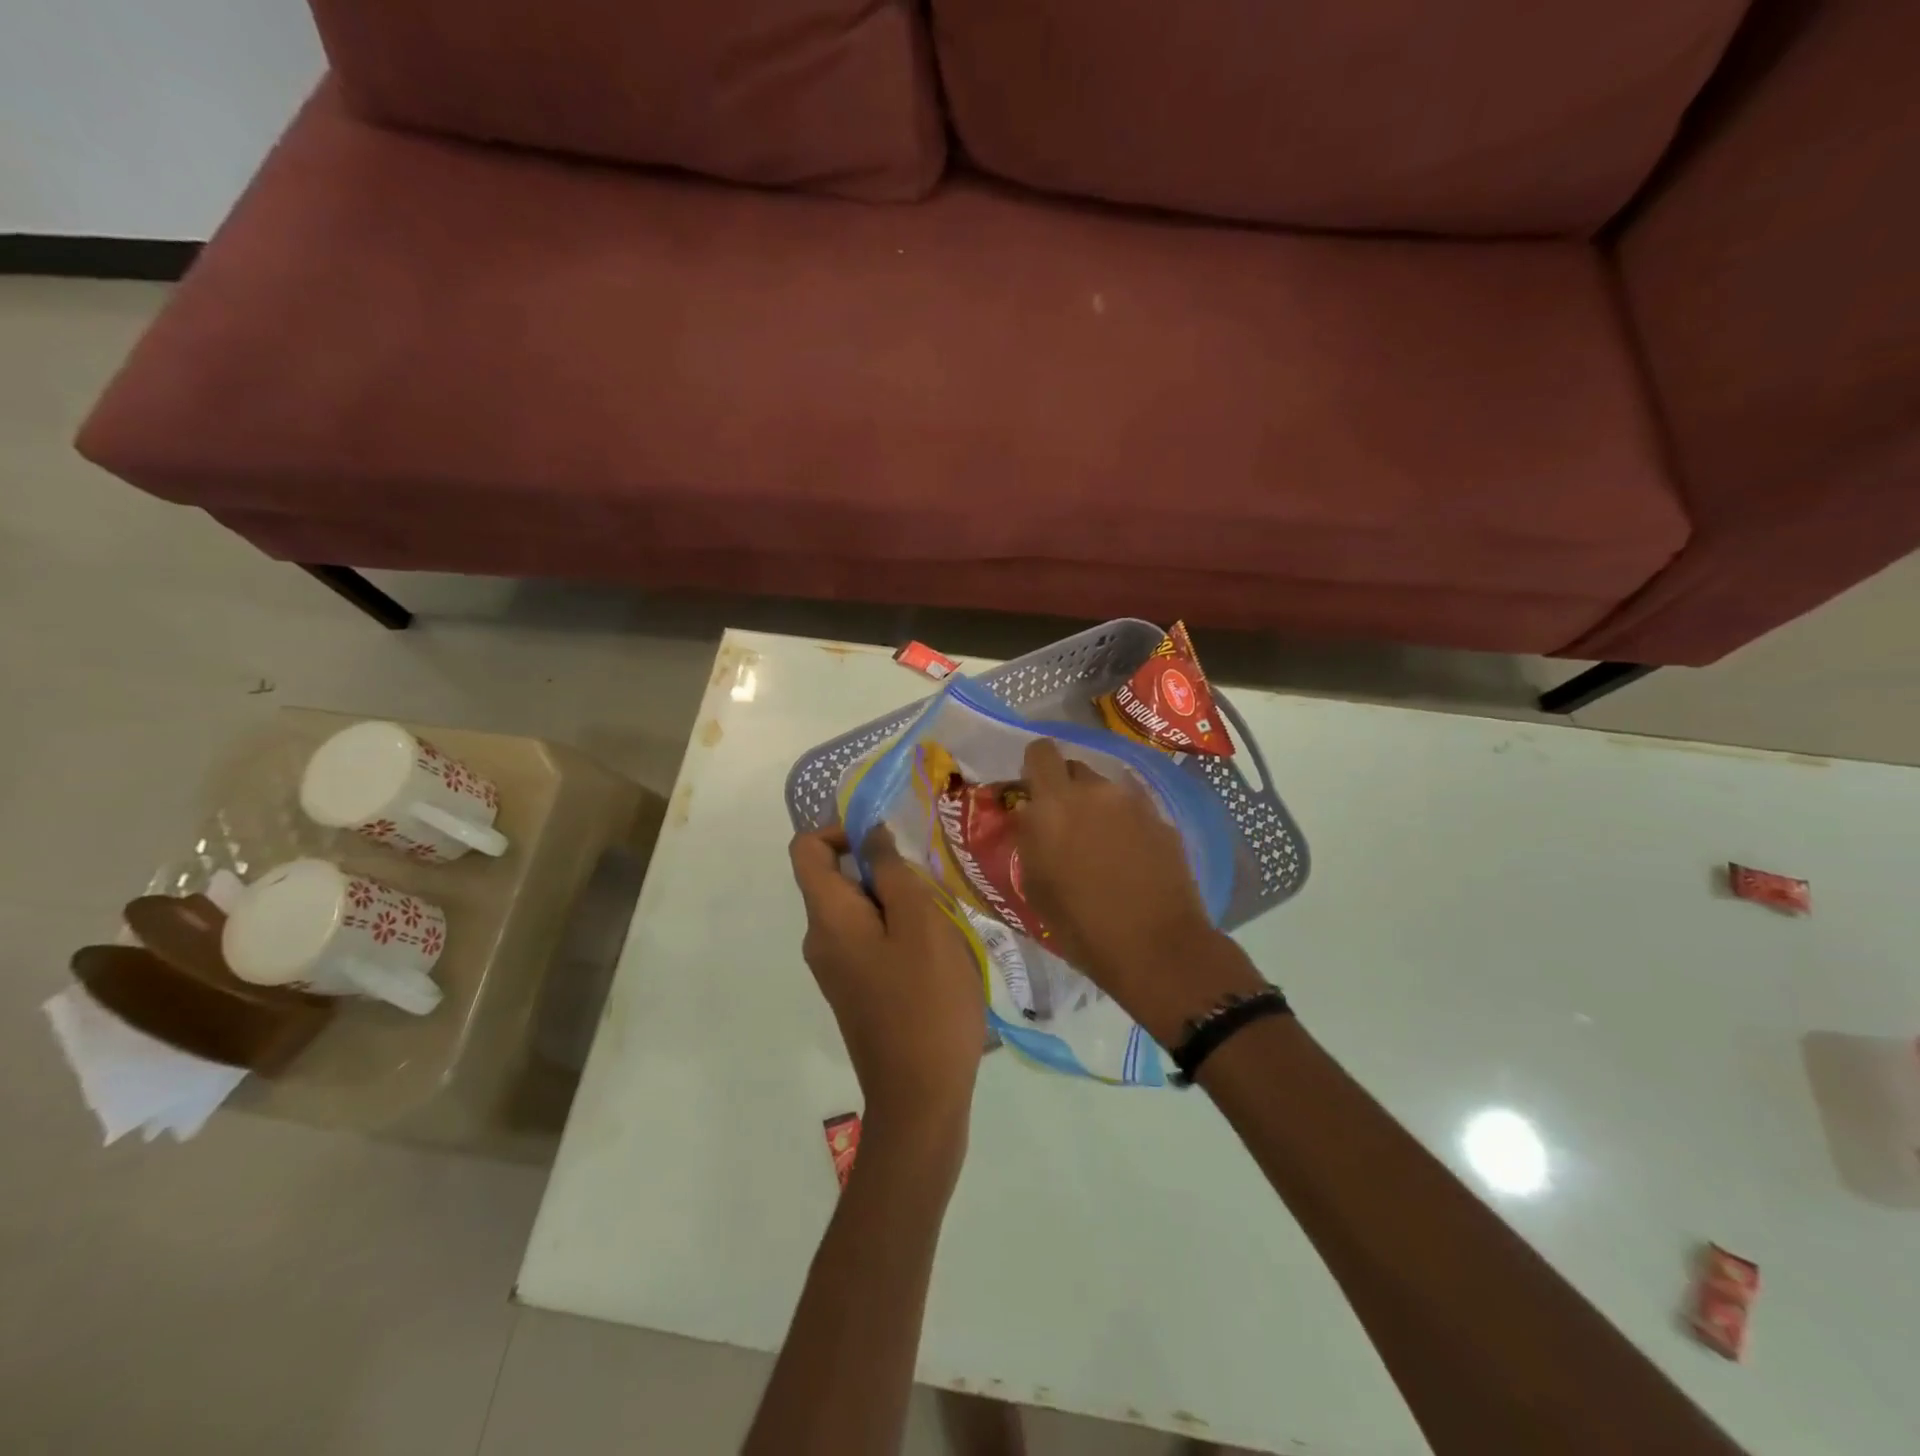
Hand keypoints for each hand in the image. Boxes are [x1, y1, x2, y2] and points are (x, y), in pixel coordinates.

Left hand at [789, 825, 986, 1135]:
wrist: (920, 1098)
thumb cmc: (925, 1002)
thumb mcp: (920, 924)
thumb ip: (893, 871)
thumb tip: (871, 835)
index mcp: (827, 918)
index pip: (806, 848)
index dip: (841, 829)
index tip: (889, 841)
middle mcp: (820, 940)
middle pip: (837, 878)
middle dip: (883, 870)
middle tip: (931, 889)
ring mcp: (836, 969)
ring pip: (860, 910)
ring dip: (898, 902)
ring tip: (941, 924)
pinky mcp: (855, 990)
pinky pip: (869, 940)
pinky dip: (898, 931)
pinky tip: (936, 955)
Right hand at [1014, 739, 1259, 1042]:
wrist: (1157, 947)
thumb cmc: (1082, 925)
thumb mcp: (1035, 885)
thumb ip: (1029, 838)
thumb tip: (1031, 817)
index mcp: (1055, 803)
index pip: (1040, 752)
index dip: (1034, 768)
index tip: (1033, 793)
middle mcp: (1095, 791)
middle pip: (1074, 769)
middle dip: (1065, 790)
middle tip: (1065, 826)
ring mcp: (1134, 803)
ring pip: (1106, 791)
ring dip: (1097, 809)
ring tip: (1100, 848)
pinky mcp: (1163, 821)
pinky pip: (1133, 811)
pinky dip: (1125, 826)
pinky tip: (1130, 860)